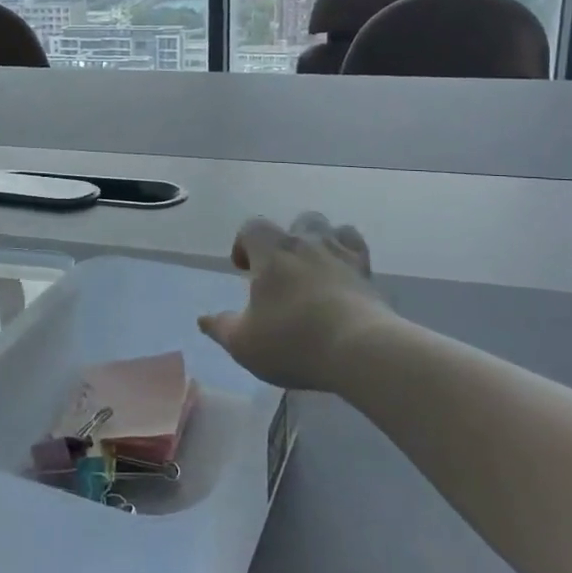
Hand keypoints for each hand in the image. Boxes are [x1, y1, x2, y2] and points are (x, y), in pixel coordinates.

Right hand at [198, 213, 393, 391]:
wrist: (359, 350)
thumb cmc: (293, 341)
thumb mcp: (244, 342)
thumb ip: (221, 327)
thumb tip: (203, 319)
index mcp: (271, 252)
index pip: (252, 228)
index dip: (244, 244)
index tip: (243, 269)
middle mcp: (306, 243)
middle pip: (296, 222)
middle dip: (285, 240)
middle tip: (280, 270)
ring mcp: (341, 255)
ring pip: (330, 229)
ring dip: (319, 241)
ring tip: (313, 268)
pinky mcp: (368, 273)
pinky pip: (357, 248)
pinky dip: (348, 254)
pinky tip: (342, 275)